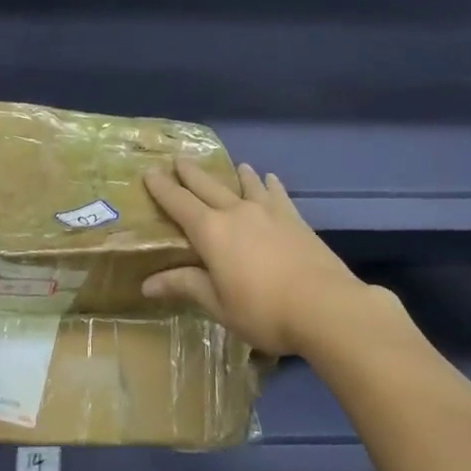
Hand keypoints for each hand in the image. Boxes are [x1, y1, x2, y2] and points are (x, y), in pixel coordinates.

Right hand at [141, 158, 373, 356]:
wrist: (324, 305)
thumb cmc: (263, 310)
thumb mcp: (219, 305)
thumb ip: (185, 286)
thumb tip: (146, 284)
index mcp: (211, 232)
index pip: (179, 203)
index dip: (162, 188)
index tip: (149, 172)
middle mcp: (236, 212)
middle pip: (208, 186)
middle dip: (191, 173)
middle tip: (179, 160)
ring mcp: (267, 212)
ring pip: (245, 184)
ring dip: (236, 174)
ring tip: (235, 165)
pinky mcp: (294, 218)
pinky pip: (277, 194)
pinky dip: (270, 184)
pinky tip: (271, 178)